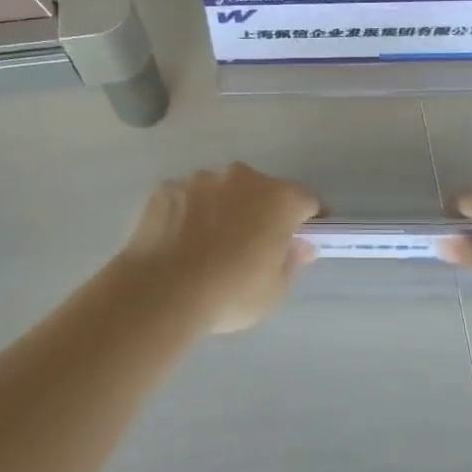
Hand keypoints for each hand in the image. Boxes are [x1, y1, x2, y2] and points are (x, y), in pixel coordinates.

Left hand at [116, 164, 320, 333]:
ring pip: (221, 191)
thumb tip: (300, 245)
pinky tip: (179, 243)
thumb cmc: (231, 293)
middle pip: (261, 190)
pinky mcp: (166, 188)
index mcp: (278, 198)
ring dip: (223, 209)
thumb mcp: (275, 290)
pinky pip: (187, 199)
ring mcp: (200, 179)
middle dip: (261, 211)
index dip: (309, 218)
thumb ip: (292, 261)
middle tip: (251, 245)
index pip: (306, 199)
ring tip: (207, 245)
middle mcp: (242, 178)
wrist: (163, 291)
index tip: (302, 238)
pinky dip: (189, 214)